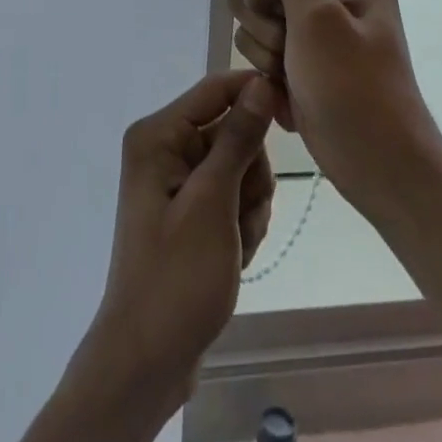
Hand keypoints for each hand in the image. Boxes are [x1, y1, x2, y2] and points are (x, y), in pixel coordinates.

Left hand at [77, 70, 277, 412]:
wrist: (147, 358)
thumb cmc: (177, 277)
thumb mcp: (213, 203)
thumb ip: (237, 139)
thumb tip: (261, 83)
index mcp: (158, 135)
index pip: (216, 90)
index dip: (256, 96)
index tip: (294, 118)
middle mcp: (164, 149)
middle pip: (232, 132)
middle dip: (250, 175)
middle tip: (239, 217)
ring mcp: (176, 182)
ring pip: (240, 168)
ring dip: (249, 207)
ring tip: (234, 245)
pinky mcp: (189, 211)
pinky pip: (232, 198)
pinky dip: (242, 226)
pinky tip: (232, 257)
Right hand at [190, 0, 439, 213]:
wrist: (379, 168)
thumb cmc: (358, 90)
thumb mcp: (316, 17)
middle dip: (259, 0)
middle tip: (287, 36)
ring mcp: (309, 11)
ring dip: (260, 37)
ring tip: (291, 69)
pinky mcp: (294, 42)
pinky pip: (252, 31)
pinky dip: (262, 60)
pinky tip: (288, 86)